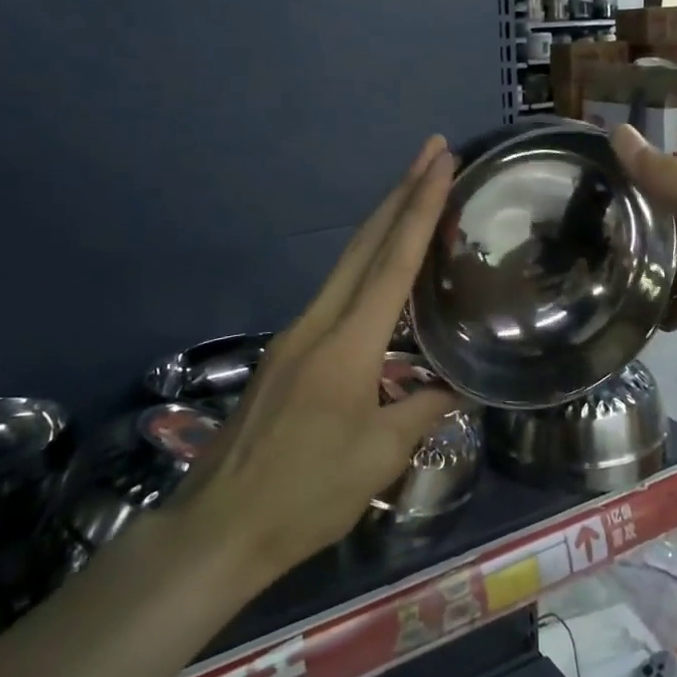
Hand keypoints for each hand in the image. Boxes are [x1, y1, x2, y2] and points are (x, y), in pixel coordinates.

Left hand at [172, 137, 462, 583]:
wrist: (220, 526)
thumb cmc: (307, 495)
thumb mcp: (379, 457)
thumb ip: (422, 409)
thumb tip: (456, 385)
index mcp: (347, 344)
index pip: (393, 262)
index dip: (420, 207)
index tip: (440, 161)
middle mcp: (318, 322)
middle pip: (364, 243)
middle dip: (400, 192)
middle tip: (431, 150)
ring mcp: (296, 333)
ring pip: (347, 262)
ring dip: (382, 222)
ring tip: (415, 194)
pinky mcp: (286, 351)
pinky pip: (336, 290)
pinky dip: (366, 262)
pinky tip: (382, 269)